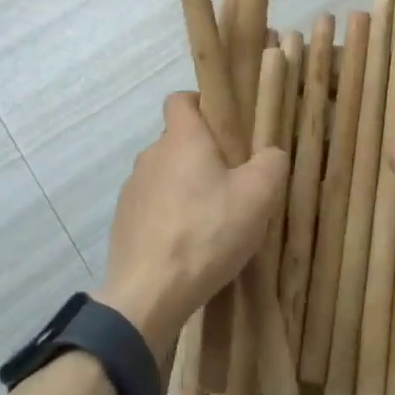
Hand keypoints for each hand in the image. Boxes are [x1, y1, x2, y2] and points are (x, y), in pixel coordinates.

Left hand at [95, 92, 287, 361]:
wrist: (148, 295)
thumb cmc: (206, 233)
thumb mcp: (258, 196)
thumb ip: (271, 163)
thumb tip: (270, 153)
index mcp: (181, 138)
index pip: (180, 99)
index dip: (203, 105)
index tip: (226, 129)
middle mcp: (151, 155)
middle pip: (178, 141)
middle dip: (203, 156)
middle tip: (233, 184)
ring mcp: (132, 191)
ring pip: (165, 176)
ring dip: (186, 189)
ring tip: (212, 222)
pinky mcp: (123, 223)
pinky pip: (152, 208)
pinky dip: (169, 218)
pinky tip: (189, 247)